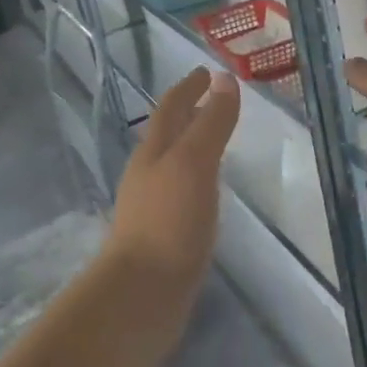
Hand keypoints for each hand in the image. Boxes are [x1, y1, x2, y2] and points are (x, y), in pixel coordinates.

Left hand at [108, 68, 239, 292]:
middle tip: (213, 98)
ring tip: (214, 140)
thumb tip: (225, 79)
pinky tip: (208, 191)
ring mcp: (152, 205)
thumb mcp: (195, 163)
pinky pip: (181, 192)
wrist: (141, 295)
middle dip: (188, 112)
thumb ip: (212, 122)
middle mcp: (148, 173)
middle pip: (168, 132)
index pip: (171, 107)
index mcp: (154, 151)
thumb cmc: (169, 221)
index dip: (189, 87)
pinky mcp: (161, 235)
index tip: (206, 71)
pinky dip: (196, 178)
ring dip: (192, 144)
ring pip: (173, 162)